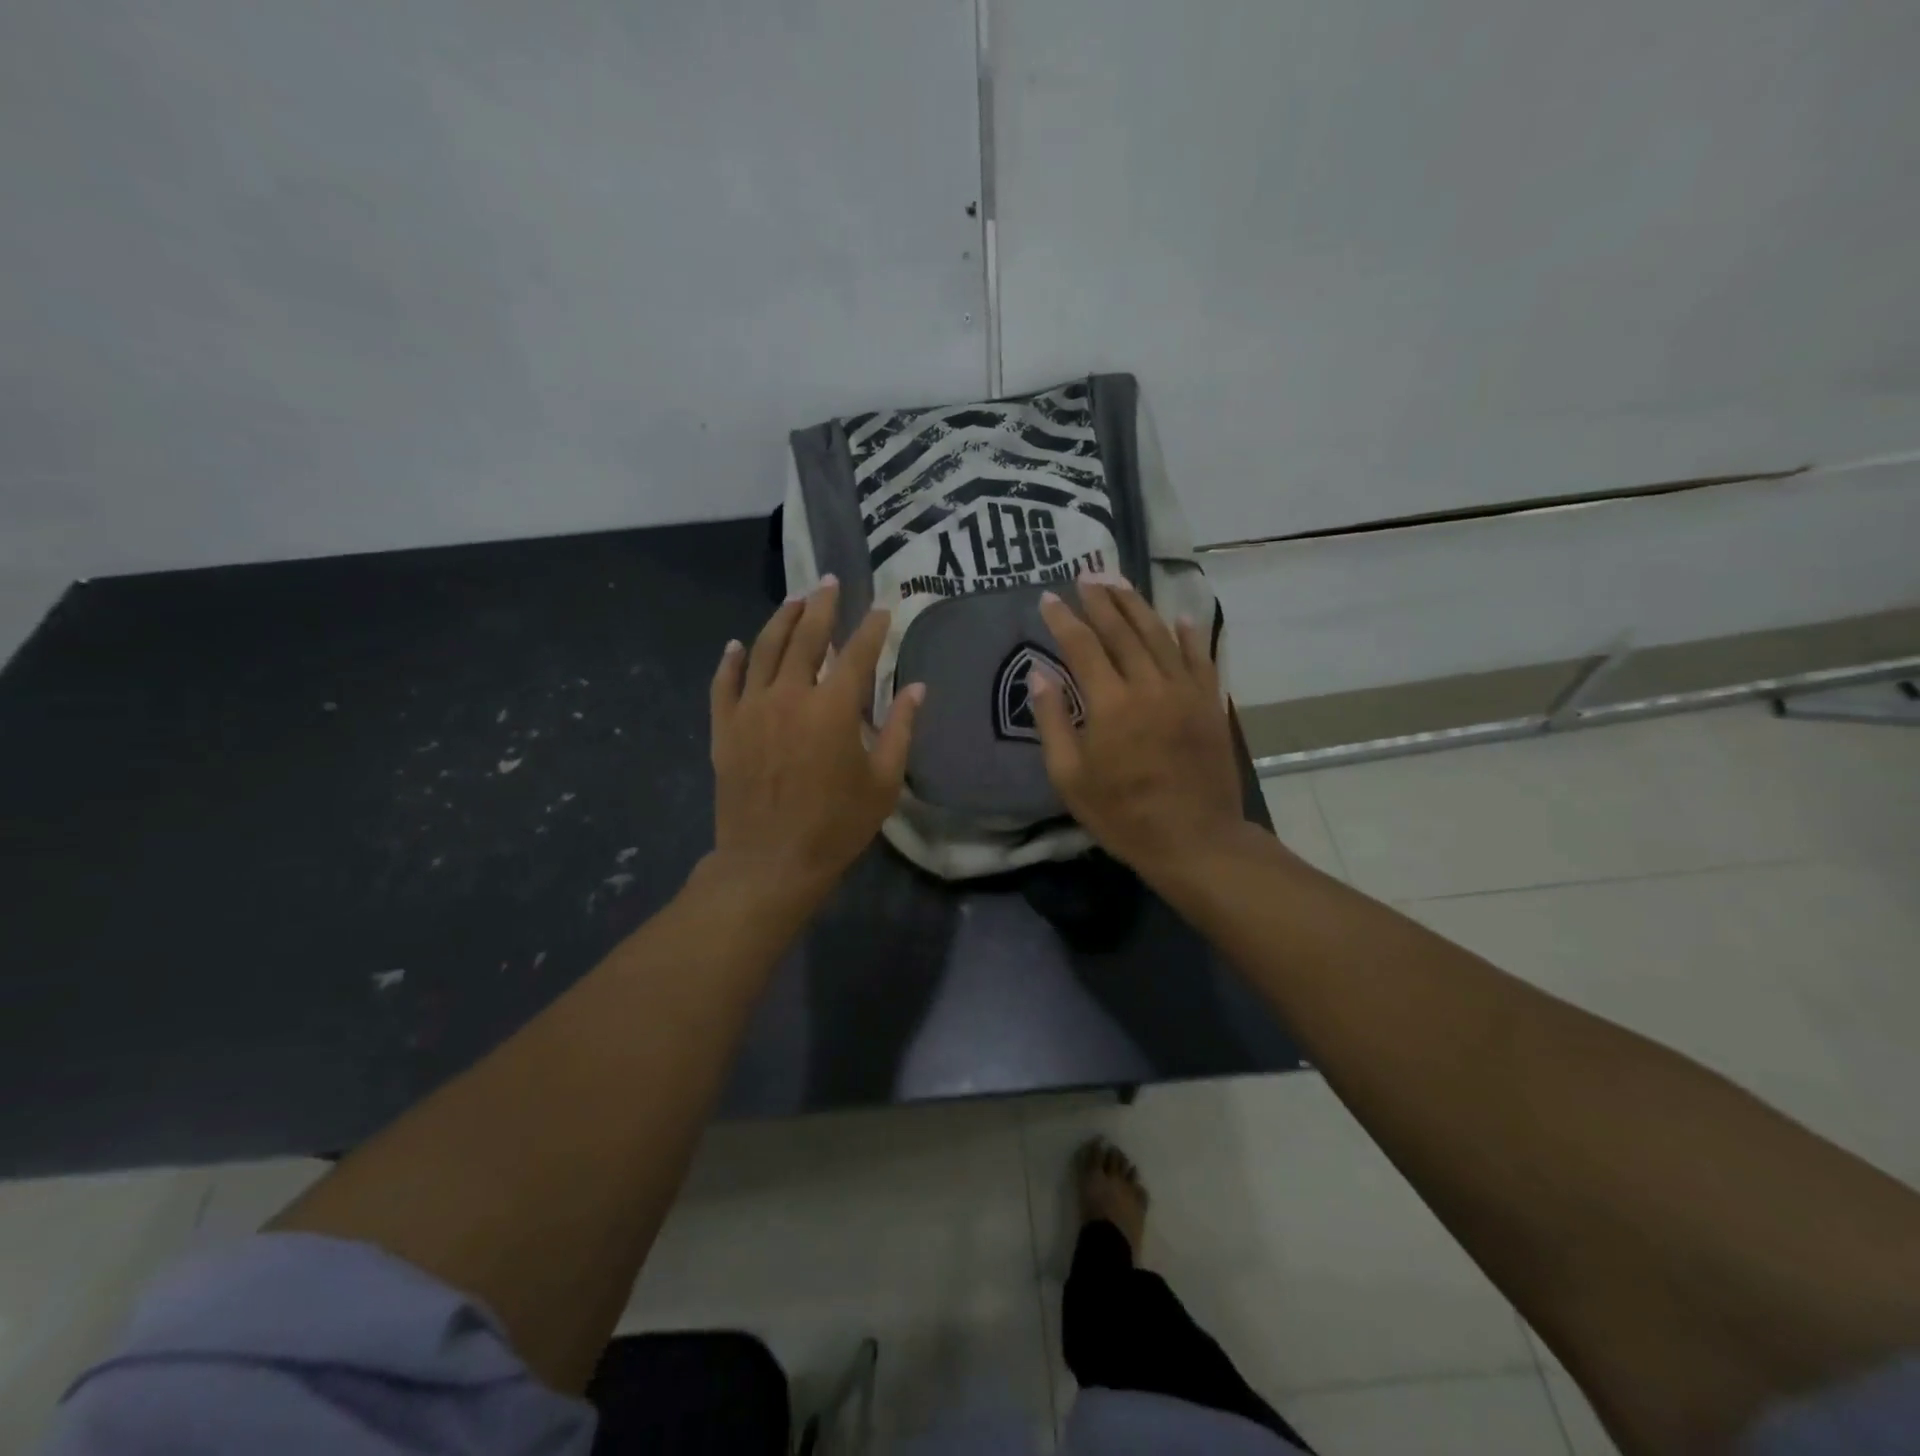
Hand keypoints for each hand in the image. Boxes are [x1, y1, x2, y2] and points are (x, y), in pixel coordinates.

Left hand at [707, 577, 923, 910]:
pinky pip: (725, 683)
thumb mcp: (884, 781)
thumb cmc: (837, 825)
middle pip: (806, 636)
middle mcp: (790, 695)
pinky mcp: (725, 728)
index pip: (858, 653)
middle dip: (821, 605)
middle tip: (830, 581)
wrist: (771, 862)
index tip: (883, 610)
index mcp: (834, 707)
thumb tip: (918, 688)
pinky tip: (737, 645)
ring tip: (794, 601)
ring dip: (780, 620)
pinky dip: (731, 661)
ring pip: (764, 650)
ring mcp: (752, 709)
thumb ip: (901, 729)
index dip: (873, 628)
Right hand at [1031, 580, 1249, 883]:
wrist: (1195, 840)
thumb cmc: (1122, 815)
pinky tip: (1179, 616)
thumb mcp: (1070, 778)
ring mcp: (1186, 691)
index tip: (1049, 598)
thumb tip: (1040, 673)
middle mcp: (1149, 685)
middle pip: (1122, 631)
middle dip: (1101, 600)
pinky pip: (1200, 657)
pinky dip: (1188, 634)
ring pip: (1160, 635)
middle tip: (1086, 574)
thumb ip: (1053, 721)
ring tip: (1120, 582)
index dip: (1064, 619)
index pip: (1082, 646)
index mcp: (1111, 704)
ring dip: (1138, 606)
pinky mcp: (1210, 703)